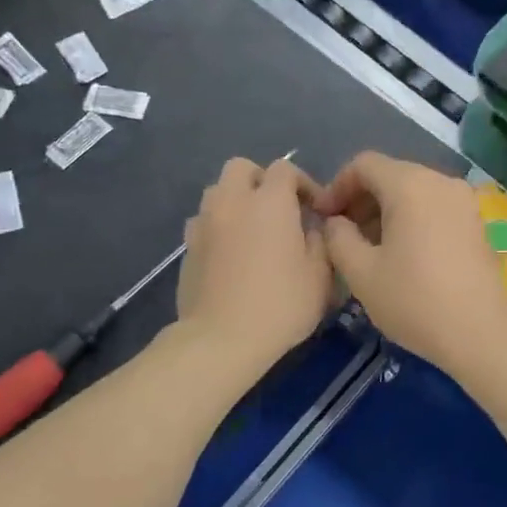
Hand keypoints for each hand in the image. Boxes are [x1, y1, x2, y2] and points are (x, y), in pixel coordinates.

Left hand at [176, 157, 333, 375]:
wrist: (221, 339)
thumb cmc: (280, 305)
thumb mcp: (320, 276)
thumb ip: (320, 241)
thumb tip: (311, 229)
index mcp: (270, 202)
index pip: (285, 168)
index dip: (303, 182)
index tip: (315, 209)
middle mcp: (232, 201)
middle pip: (241, 168)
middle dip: (261, 180)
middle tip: (278, 209)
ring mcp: (204, 223)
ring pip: (217, 192)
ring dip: (236, 201)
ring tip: (252, 229)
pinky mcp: (187, 247)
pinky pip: (203, 221)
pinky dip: (218, 226)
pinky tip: (230, 252)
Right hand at [314, 152, 506, 373]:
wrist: (479, 334)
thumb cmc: (414, 300)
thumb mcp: (361, 272)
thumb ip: (338, 237)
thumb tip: (336, 222)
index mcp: (410, 185)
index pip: (364, 164)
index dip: (336, 186)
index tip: (324, 218)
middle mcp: (440, 181)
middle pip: (391, 174)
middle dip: (361, 198)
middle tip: (343, 234)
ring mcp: (464, 200)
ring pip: (414, 190)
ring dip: (385, 209)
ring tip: (369, 246)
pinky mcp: (476, 221)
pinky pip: (434, 205)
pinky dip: (411, 217)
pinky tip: (402, 252)